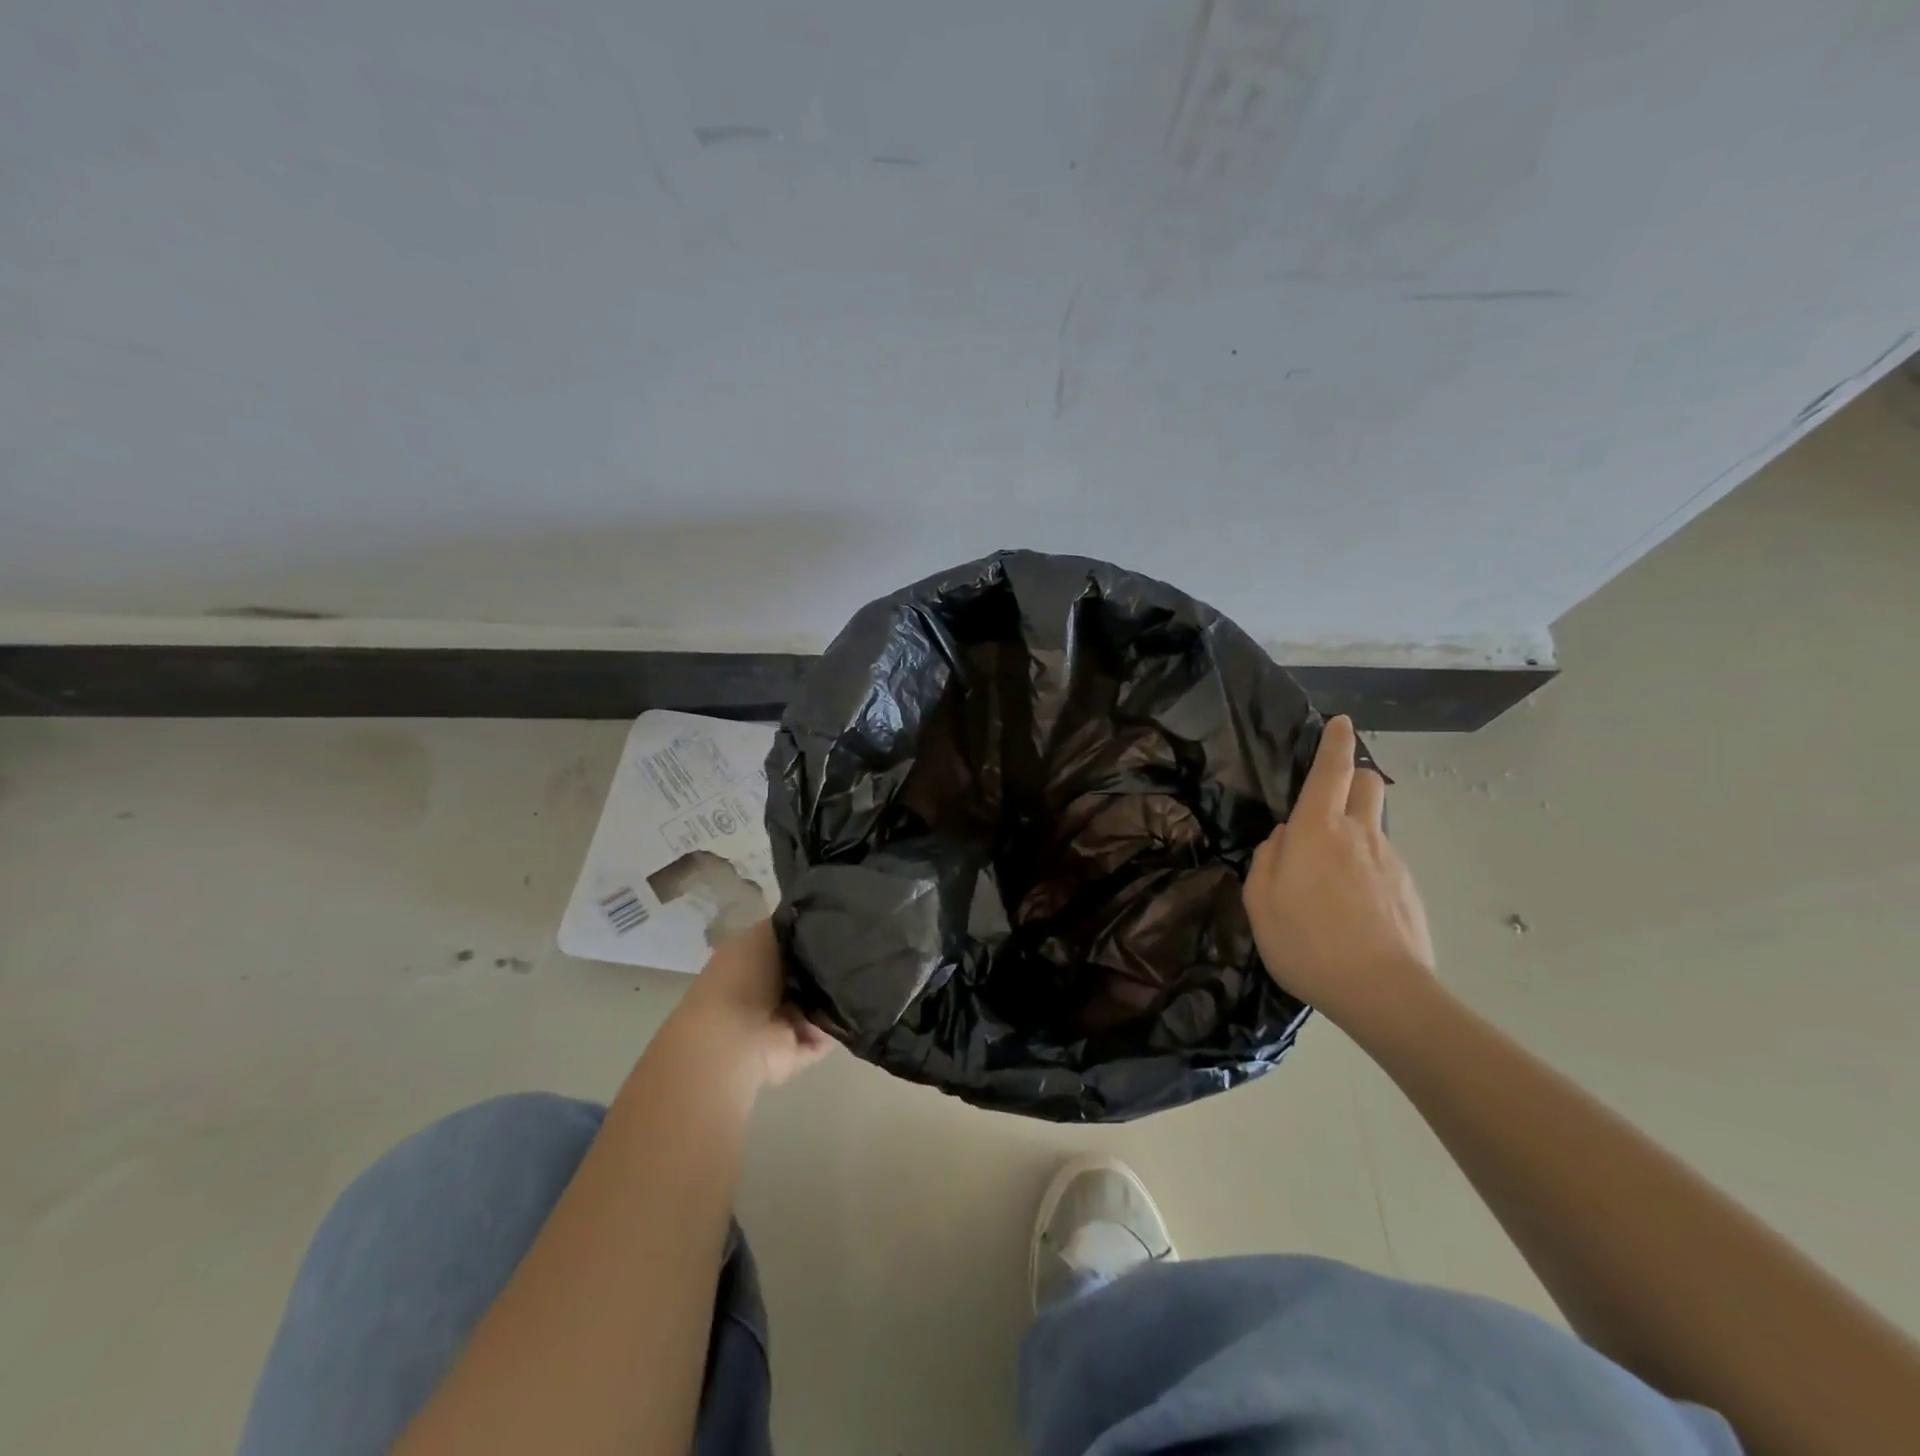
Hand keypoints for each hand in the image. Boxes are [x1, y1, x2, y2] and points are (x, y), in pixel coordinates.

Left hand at [673, 920, 835, 1089]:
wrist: (732, 1040)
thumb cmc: (741, 978)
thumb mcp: (763, 934)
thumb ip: (791, 926)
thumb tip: (815, 921)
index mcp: (751, 961)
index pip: (789, 944)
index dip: (812, 934)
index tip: (837, 925)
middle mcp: (765, 991)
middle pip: (807, 973)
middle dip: (829, 964)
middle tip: (852, 950)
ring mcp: (779, 1024)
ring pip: (819, 1003)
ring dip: (835, 994)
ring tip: (857, 976)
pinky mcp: (795, 1052)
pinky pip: (826, 1034)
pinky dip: (838, 1024)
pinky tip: (851, 1005)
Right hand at [1243, 716, 1435, 1031]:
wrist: (1382, 993)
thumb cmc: (1305, 941)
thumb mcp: (1259, 901)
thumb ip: (1266, 860)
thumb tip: (1283, 840)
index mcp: (1317, 830)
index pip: (1331, 770)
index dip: (1334, 742)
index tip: (1340, 722)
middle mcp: (1359, 835)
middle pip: (1368, 784)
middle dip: (1353, 777)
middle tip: (1328, 801)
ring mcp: (1391, 862)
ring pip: (1374, 826)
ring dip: (1354, 832)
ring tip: (1329, 879)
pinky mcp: (1409, 890)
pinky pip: (1382, 863)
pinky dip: (1366, 869)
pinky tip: (1351, 909)